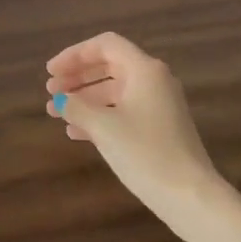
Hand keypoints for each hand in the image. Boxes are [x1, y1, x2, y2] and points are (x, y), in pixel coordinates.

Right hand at [46, 32, 232, 241]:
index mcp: (144, 70)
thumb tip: (61, 100)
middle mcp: (154, 81)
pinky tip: (75, 133)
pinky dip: (99, 116)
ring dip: (84, 99)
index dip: (74, 54)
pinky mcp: (159, 128)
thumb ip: (77, 107)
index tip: (51, 72)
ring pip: (114, 91)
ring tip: (55, 113)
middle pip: (109, 66)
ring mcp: (158, 105)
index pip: (105, 45)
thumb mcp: (104, 127)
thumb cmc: (145, 153)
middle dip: (77, 77)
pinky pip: (123, 111)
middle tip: (50, 90)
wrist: (189, 196)